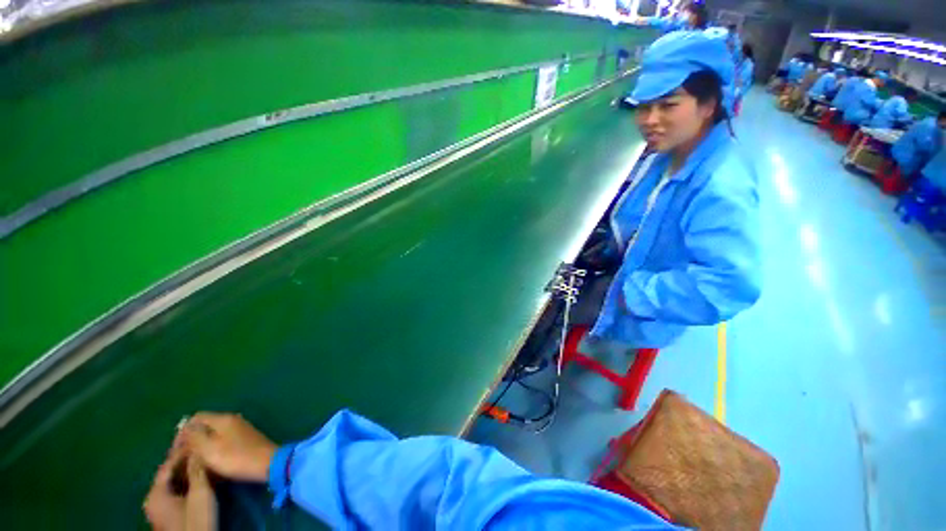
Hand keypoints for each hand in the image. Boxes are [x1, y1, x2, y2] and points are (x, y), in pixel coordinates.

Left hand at [144, 449, 217, 530]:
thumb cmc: (196, 519)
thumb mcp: (200, 494)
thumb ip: (197, 471)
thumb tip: (197, 449)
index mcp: (155, 493)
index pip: (167, 465)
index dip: (182, 451)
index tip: (196, 438)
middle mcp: (152, 499)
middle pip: (168, 474)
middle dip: (184, 461)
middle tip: (201, 448)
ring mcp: (158, 509)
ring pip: (172, 483)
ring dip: (186, 472)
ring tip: (202, 460)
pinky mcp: (167, 515)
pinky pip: (174, 492)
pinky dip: (185, 483)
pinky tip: (197, 478)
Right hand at [178, 413, 277, 482]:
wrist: (267, 463)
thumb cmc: (235, 457)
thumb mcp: (208, 448)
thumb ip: (194, 436)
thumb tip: (185, 427)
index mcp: (223, 419)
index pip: (195, 418)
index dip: (182, 433)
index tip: (175, 451)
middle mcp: (232, 420)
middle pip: (204, 426)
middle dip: (191, 441)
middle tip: (182, 459)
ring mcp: (240, 429)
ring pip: (213, 435)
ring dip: (201, 447)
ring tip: (193, 463)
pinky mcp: (245, 440)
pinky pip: (223, 442)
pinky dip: (213, 450)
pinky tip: (210, 463)